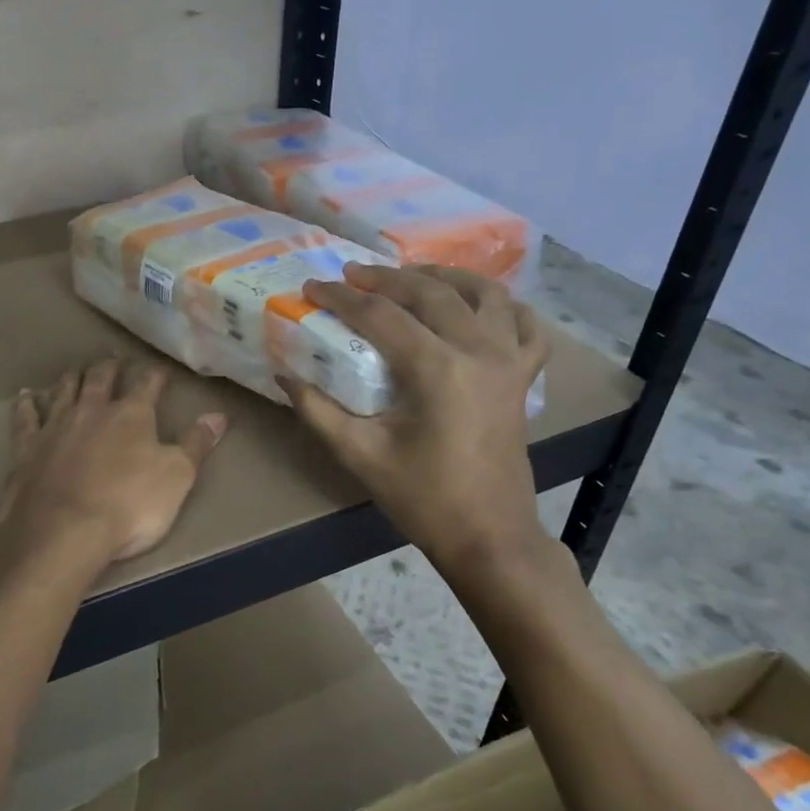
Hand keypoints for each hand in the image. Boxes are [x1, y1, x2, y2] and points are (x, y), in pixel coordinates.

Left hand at [0, 357, 227, 568]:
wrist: (63, 532)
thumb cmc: (129, 506)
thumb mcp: (177, 477)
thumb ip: (196, 444)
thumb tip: (219, 415)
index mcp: (131, 415)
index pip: (147, 383)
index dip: (155, 374)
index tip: (160, 368)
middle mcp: (91, 410)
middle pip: (100, 378)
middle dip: (109, 367)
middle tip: (112, 358)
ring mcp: (55, 426)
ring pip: (64, 390)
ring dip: (71, 378)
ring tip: (76, 369)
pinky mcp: (26, 448)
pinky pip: (26, 417)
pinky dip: (27, 404)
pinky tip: (26, 395)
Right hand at [279, 264, 549, 571]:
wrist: (488, 535)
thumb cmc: (423, 498)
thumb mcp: (360, 455)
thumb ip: (317, 411)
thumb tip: (285, 375)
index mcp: (438, 370)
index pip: (382, 315)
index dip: (342, 298)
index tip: (313, 287)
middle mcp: (479, 351)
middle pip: (431, 292)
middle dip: (386, 278)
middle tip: (351, 275)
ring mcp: (509, 361)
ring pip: (484, 293)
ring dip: (444, 277)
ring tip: (409, 277)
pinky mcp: (523, 377)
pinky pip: (525, 325)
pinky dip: (502, 306)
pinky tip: (478, 306)